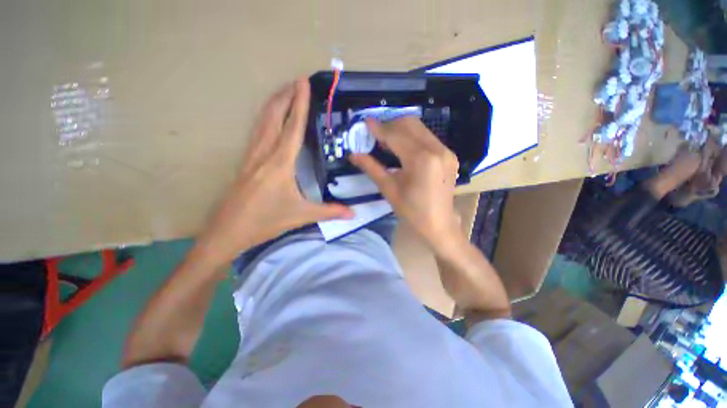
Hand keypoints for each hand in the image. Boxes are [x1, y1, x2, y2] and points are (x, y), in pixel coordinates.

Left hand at [196, 79, 352, 266]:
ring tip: (284, 91)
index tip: (303, 83)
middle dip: (285, 96)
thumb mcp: (301, 215)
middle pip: (273, 116)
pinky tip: (269, 118)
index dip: (300, 104)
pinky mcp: (245, 161)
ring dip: (274, 104)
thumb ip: (329, 212)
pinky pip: (256, 131)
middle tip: (296, 81)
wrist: (228, 231)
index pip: (293, 127)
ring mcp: (251, 155)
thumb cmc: (266, 221)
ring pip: (261, 121)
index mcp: (280, 162)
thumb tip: (353, 214)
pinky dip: (265, 118)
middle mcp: (264, 152)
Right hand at [349, 117, 461, 252]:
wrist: (439, 224)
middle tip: (375, 132)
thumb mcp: (389, 189)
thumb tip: (354, 154)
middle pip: (410, 124)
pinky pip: (427, 137)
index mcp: (421, 160)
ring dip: (401, 129)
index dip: (379, 128)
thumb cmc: (412, 211)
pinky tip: (402, 147)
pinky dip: (412, 137)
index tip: (365, 122)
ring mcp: (445, 151)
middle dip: (390, 124)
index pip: (396, 135)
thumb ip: (371, 168)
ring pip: (419, 128)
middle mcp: (436, 149)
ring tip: (386, 139)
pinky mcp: (448, 155)